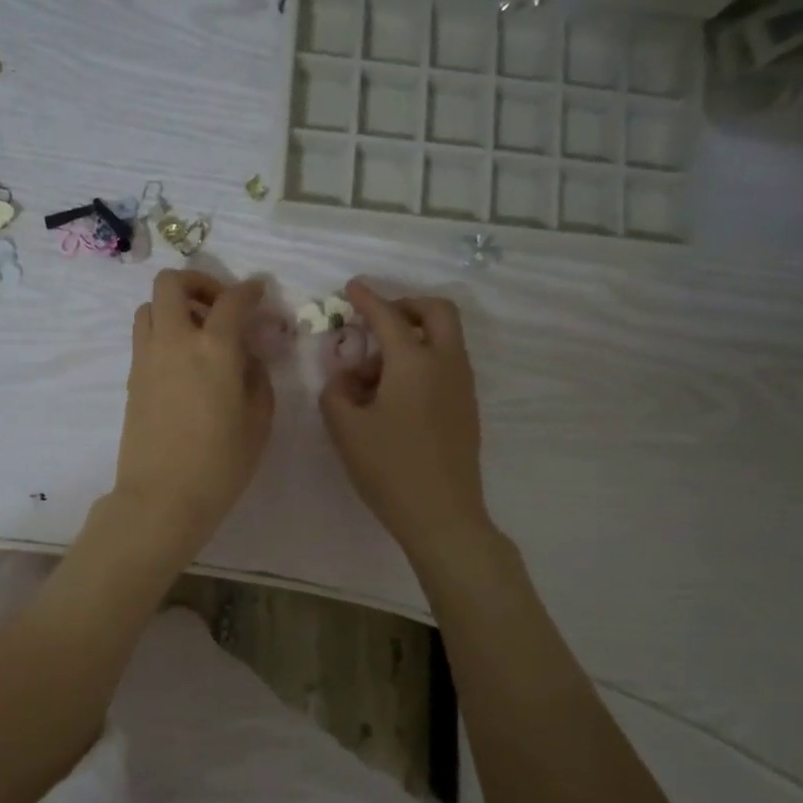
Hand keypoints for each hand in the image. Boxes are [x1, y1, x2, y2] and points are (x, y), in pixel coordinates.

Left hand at [113, 270, 273, 549]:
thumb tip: (246, 357)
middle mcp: (175, 341)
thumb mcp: (258, 421)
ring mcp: (147, 358)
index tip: (258, 292)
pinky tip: (183, 361)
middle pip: (172, 283)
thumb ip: (256, 377)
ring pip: (150, 306)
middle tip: (219, 306)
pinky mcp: (132, 378)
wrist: (162, 498)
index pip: (232, 300)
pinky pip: (144, 336)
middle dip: (199, 283)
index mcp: (214, 349)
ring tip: (198, 333)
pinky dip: (163, 332)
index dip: (249, 289)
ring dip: (175, 307)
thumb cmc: (220, 465)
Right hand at [320, 282, 490, 562]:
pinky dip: (423, 359)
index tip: (352, 287)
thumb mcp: (346, 429)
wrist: (443, 515)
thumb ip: (336, 392)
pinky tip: (395, 392)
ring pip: (445, 338)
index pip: (388, 317)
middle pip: (437, 312)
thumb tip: (344, 378)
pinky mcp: (466, 408)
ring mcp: (462, 386)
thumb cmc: (389, 468)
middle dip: (406, 305)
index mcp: (414, 362)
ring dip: (414, 335)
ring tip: (376, 368)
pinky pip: (447, 364)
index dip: (367, 298)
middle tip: (377, 320)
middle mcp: (446, 364)